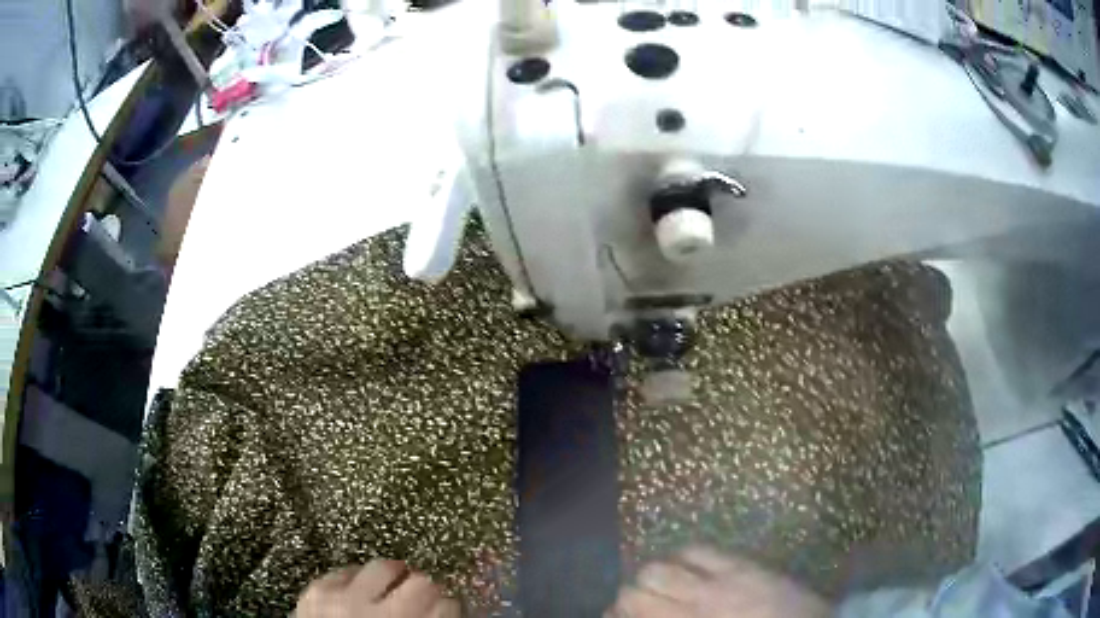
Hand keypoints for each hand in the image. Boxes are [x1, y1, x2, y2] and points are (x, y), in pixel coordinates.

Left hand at [295, 560, 460, 617]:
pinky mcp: (317, 590)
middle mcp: (380, 614)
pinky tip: (357, 592)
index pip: (448, 606)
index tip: (445, 610)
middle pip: (422, 582)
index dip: (448, 607)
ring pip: (383, 566)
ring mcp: (345, 598)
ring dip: (390, 577)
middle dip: (425, 589)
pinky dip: (354, 580)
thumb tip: (444, 612)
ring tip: (389, 587)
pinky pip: (345, 571)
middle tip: (422, 597)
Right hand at [607, 547, 828, 617]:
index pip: (635, 610)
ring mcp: (721, 578)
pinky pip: (698, 549)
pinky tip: (685, 568)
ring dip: (652, 576)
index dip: (615, 613)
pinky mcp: (742, 562)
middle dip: (628, 597)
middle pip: (640, 586)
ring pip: (663, 564)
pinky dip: (682, 557)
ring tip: (659, 587)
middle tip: (633, 607)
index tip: (613, 616)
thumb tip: (645, 616)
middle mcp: (699, 601)